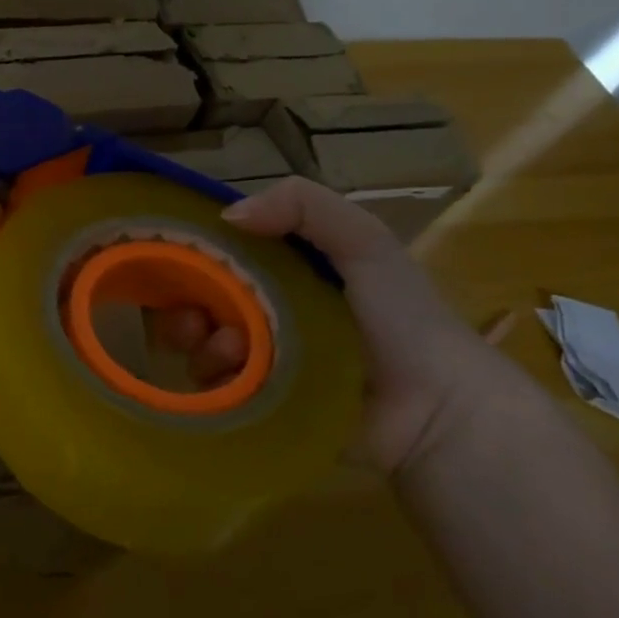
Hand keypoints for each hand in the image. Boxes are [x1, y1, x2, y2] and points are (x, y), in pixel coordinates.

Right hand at [158, 177, 513, 473]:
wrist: (435, 411)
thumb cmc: (400, 318)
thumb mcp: (364, 243)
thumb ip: (305, 206)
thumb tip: (228, 216)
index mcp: (288, 271)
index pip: (224, 254)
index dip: (198, 254)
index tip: (183, 262)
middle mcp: (268, 311)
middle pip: (202, 300)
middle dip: (186, 305)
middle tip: (194, 319)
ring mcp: (262, 360)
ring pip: (201, 343)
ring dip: (199, 342)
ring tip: (228, 349)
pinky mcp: (259, 403)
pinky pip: (213, 387)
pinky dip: (210, 378)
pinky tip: (229, 374)